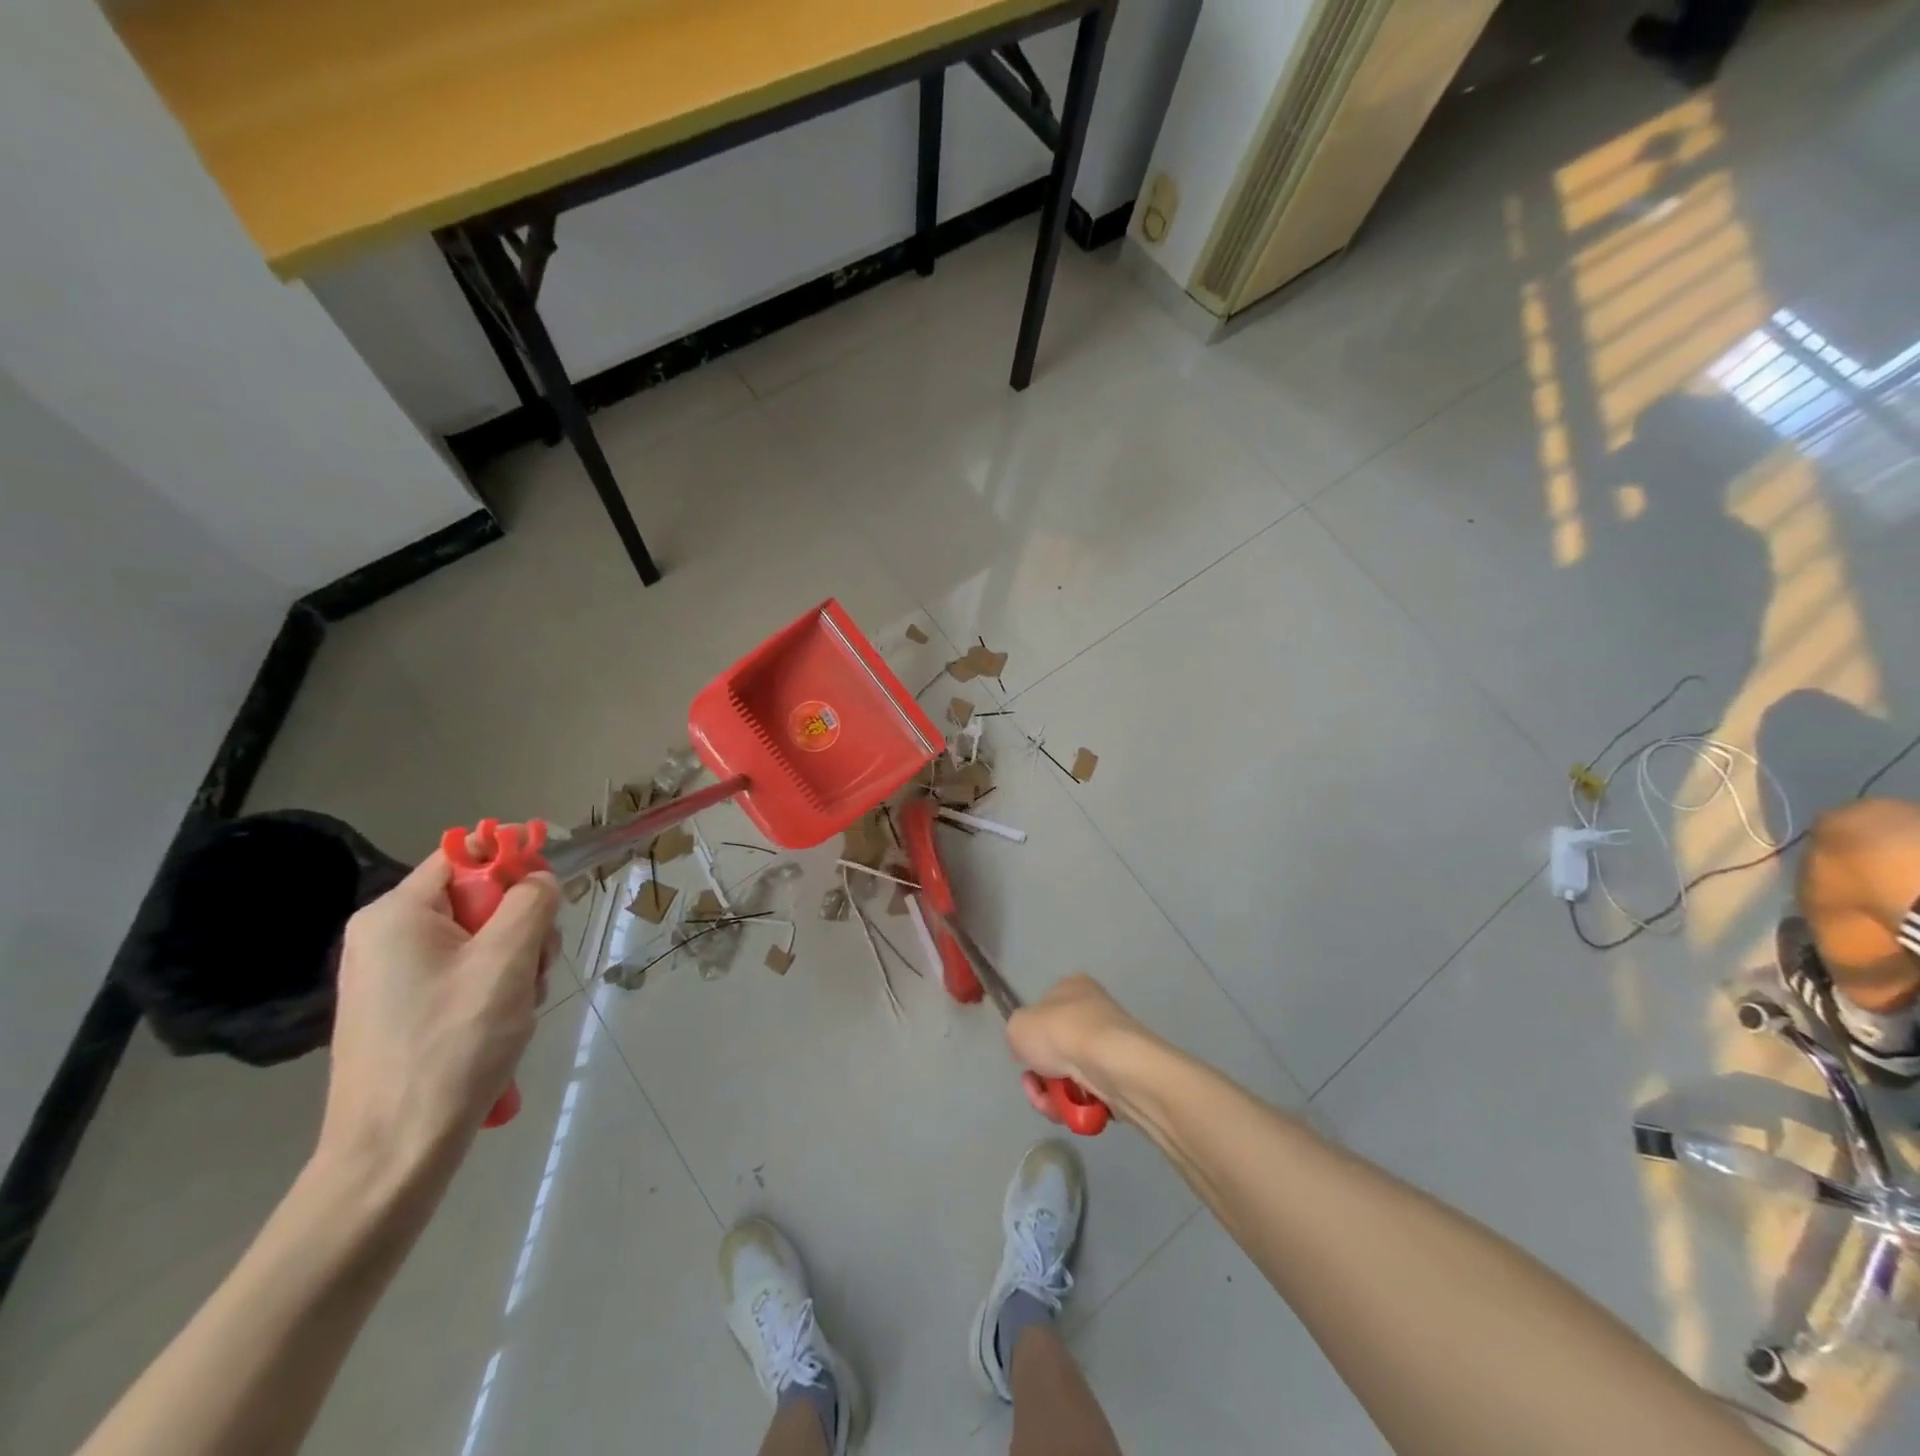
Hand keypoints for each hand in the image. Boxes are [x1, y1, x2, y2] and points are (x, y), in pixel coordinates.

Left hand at [317, 853, 559, 1180]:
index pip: (466, 854)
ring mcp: (392, 976)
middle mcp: (385, 936)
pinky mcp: (403, 1008)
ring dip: (516, 962)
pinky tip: (503, 1023)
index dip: (515, 858)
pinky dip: (495, 988)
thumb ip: (531, 902)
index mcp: (396, 915)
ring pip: (480, 939)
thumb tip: (538, 877)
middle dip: (522, 926)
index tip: (554, 887)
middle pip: (478, 899)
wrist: (394, 1154)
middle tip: (536, 967)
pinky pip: (464, 973)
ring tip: (519, 1006)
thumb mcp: (508, 962)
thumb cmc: (452, 1046)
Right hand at [1005, 974, 1153, 1122]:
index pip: (1044, 1011)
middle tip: (1032, 1084)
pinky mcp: (1121, 1077)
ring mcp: (1109, 1046)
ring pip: (1070, 1077)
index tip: (1023, 1056)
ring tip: (1049, 1103)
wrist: (1110, 1064)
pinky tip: (1068, 1109)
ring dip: (1052, 1095)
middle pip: (1055, 1050)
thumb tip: (1029, 1049)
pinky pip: (1088, 1095)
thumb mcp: (1018, 1025)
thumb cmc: (1060, 1032)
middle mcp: (1093, 1012)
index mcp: (1072, 987)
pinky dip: (1074, 1106)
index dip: (1030, 1037)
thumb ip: (1017, 1033)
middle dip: (1040, 1074)